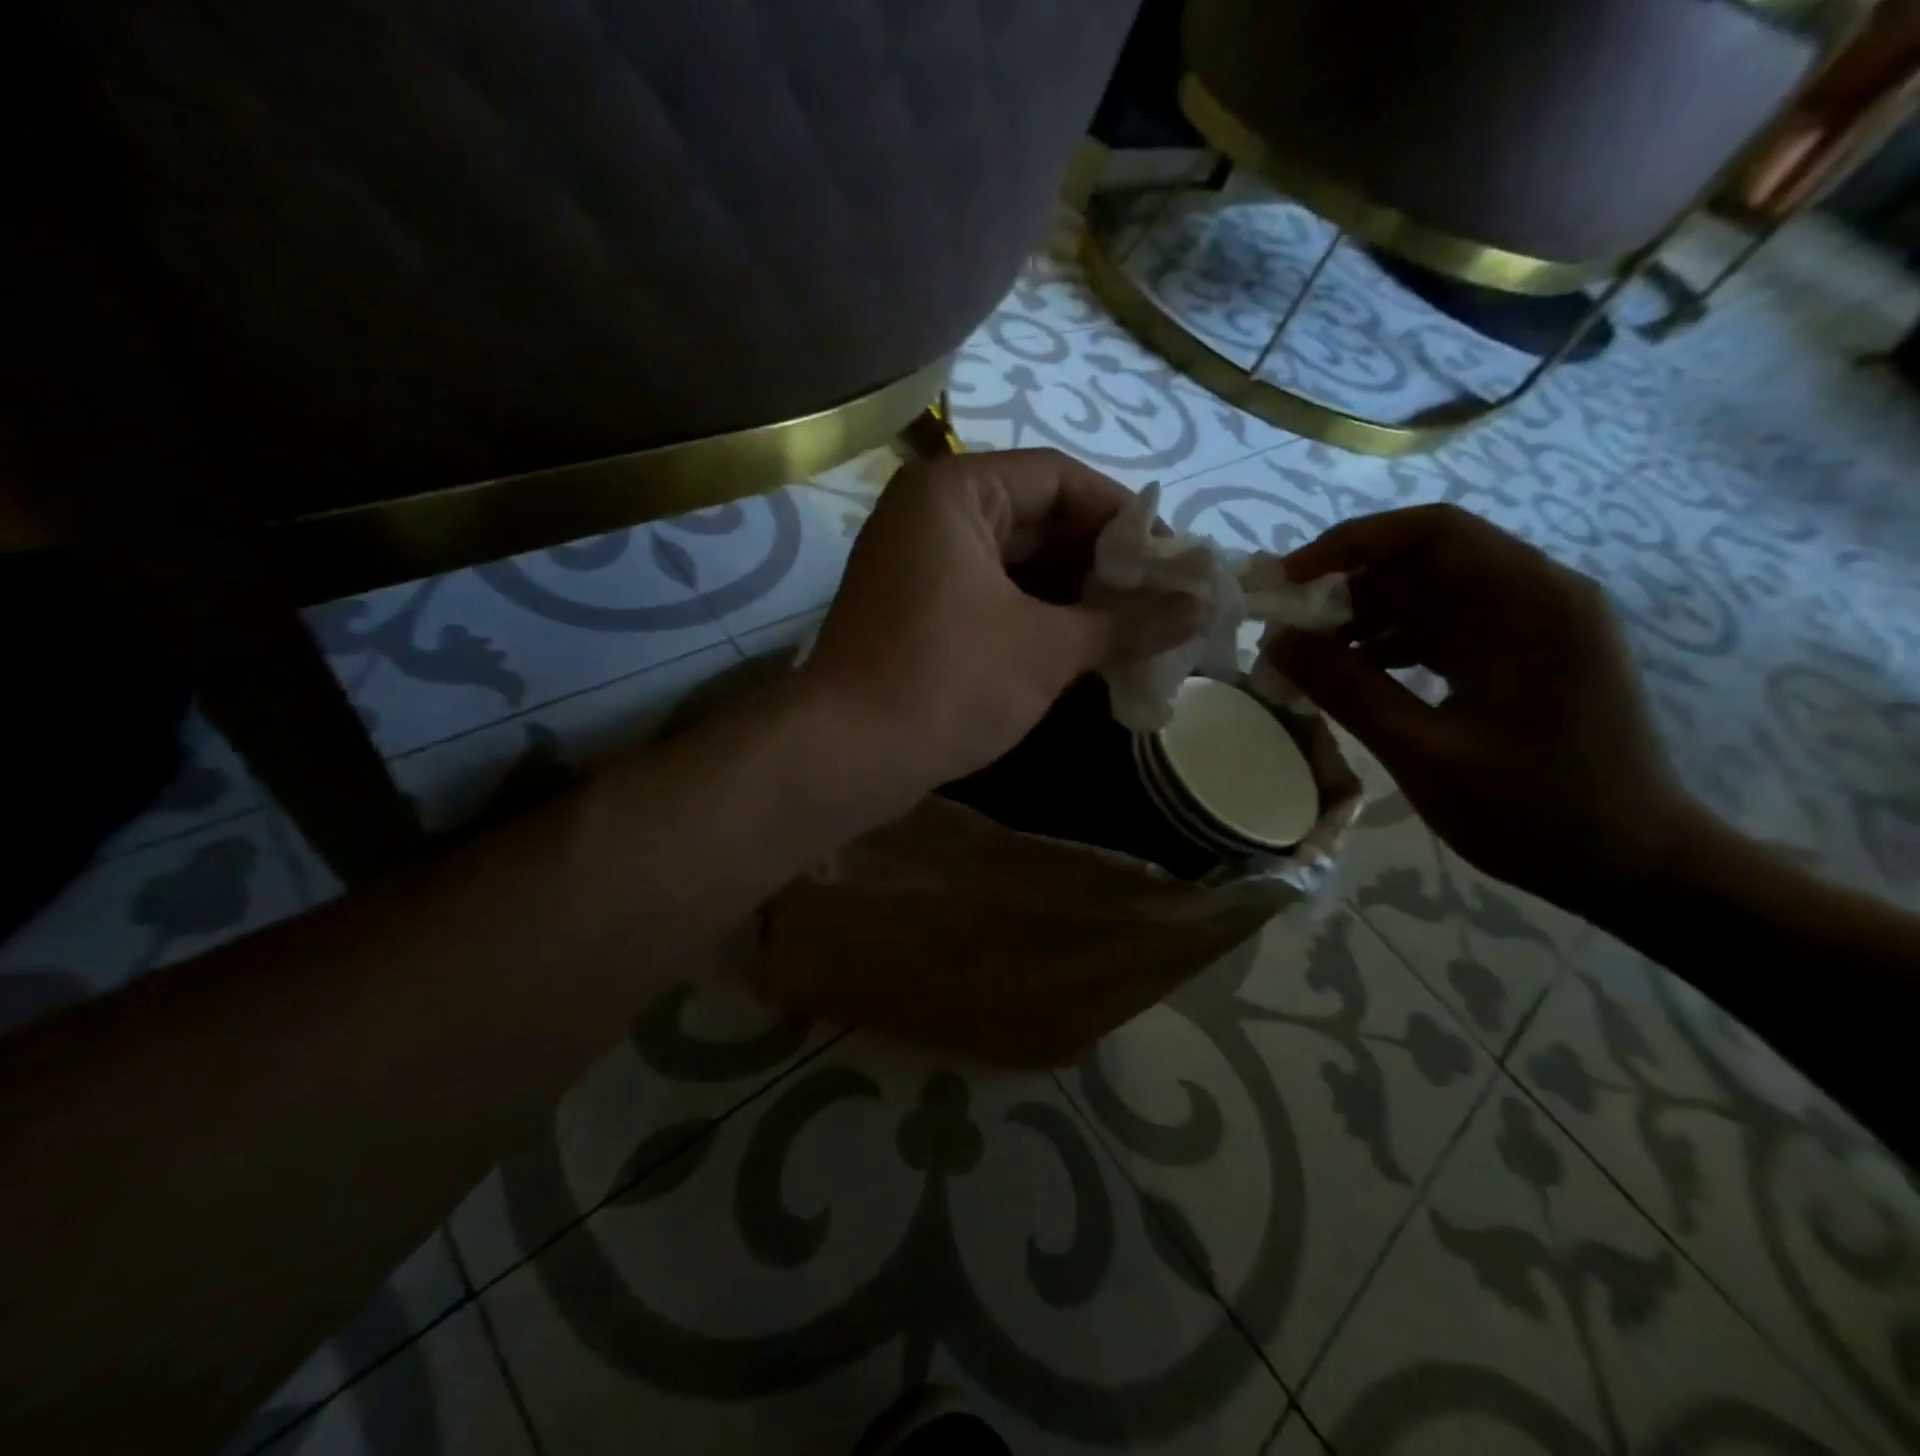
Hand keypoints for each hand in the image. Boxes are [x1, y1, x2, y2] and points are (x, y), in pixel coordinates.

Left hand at [796, 449, 1194, 809]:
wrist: (848, 755)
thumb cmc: (949, 682)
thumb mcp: (1047, 648)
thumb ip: (1125, 622)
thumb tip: (1197, 608)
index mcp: (956, 493)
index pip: (1058, 478)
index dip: (1122, 515)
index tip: (1172, 556)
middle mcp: (931, 516)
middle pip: (1037, 521)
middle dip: (1101, 563)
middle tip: (1163, 598)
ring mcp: (919, 567)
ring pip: (1015, 567)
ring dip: (1074, 597)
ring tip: (1137, 628)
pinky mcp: (916, 614)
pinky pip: (991, 599)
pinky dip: (1037, 619)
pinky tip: (1086, 648)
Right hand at [1267, 504, 1689, 911]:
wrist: (1636, 865)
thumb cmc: (1534, 810)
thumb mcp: (1424, 752)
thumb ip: (1347, 690)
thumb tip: (1274, 641)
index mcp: (1529, 604)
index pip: (1431, 532)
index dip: (1350, 543)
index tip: (1288, 581)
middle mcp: (1538, 597)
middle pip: (1427, 560)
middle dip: (1348, 586)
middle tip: (1286, 628)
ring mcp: (1535, 627)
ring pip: (1431, 596)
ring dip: (1365, 618)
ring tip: (1308, 658)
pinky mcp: (1525, 657)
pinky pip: (1446, 629)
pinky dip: (1393, 644)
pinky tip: (1353, 677)